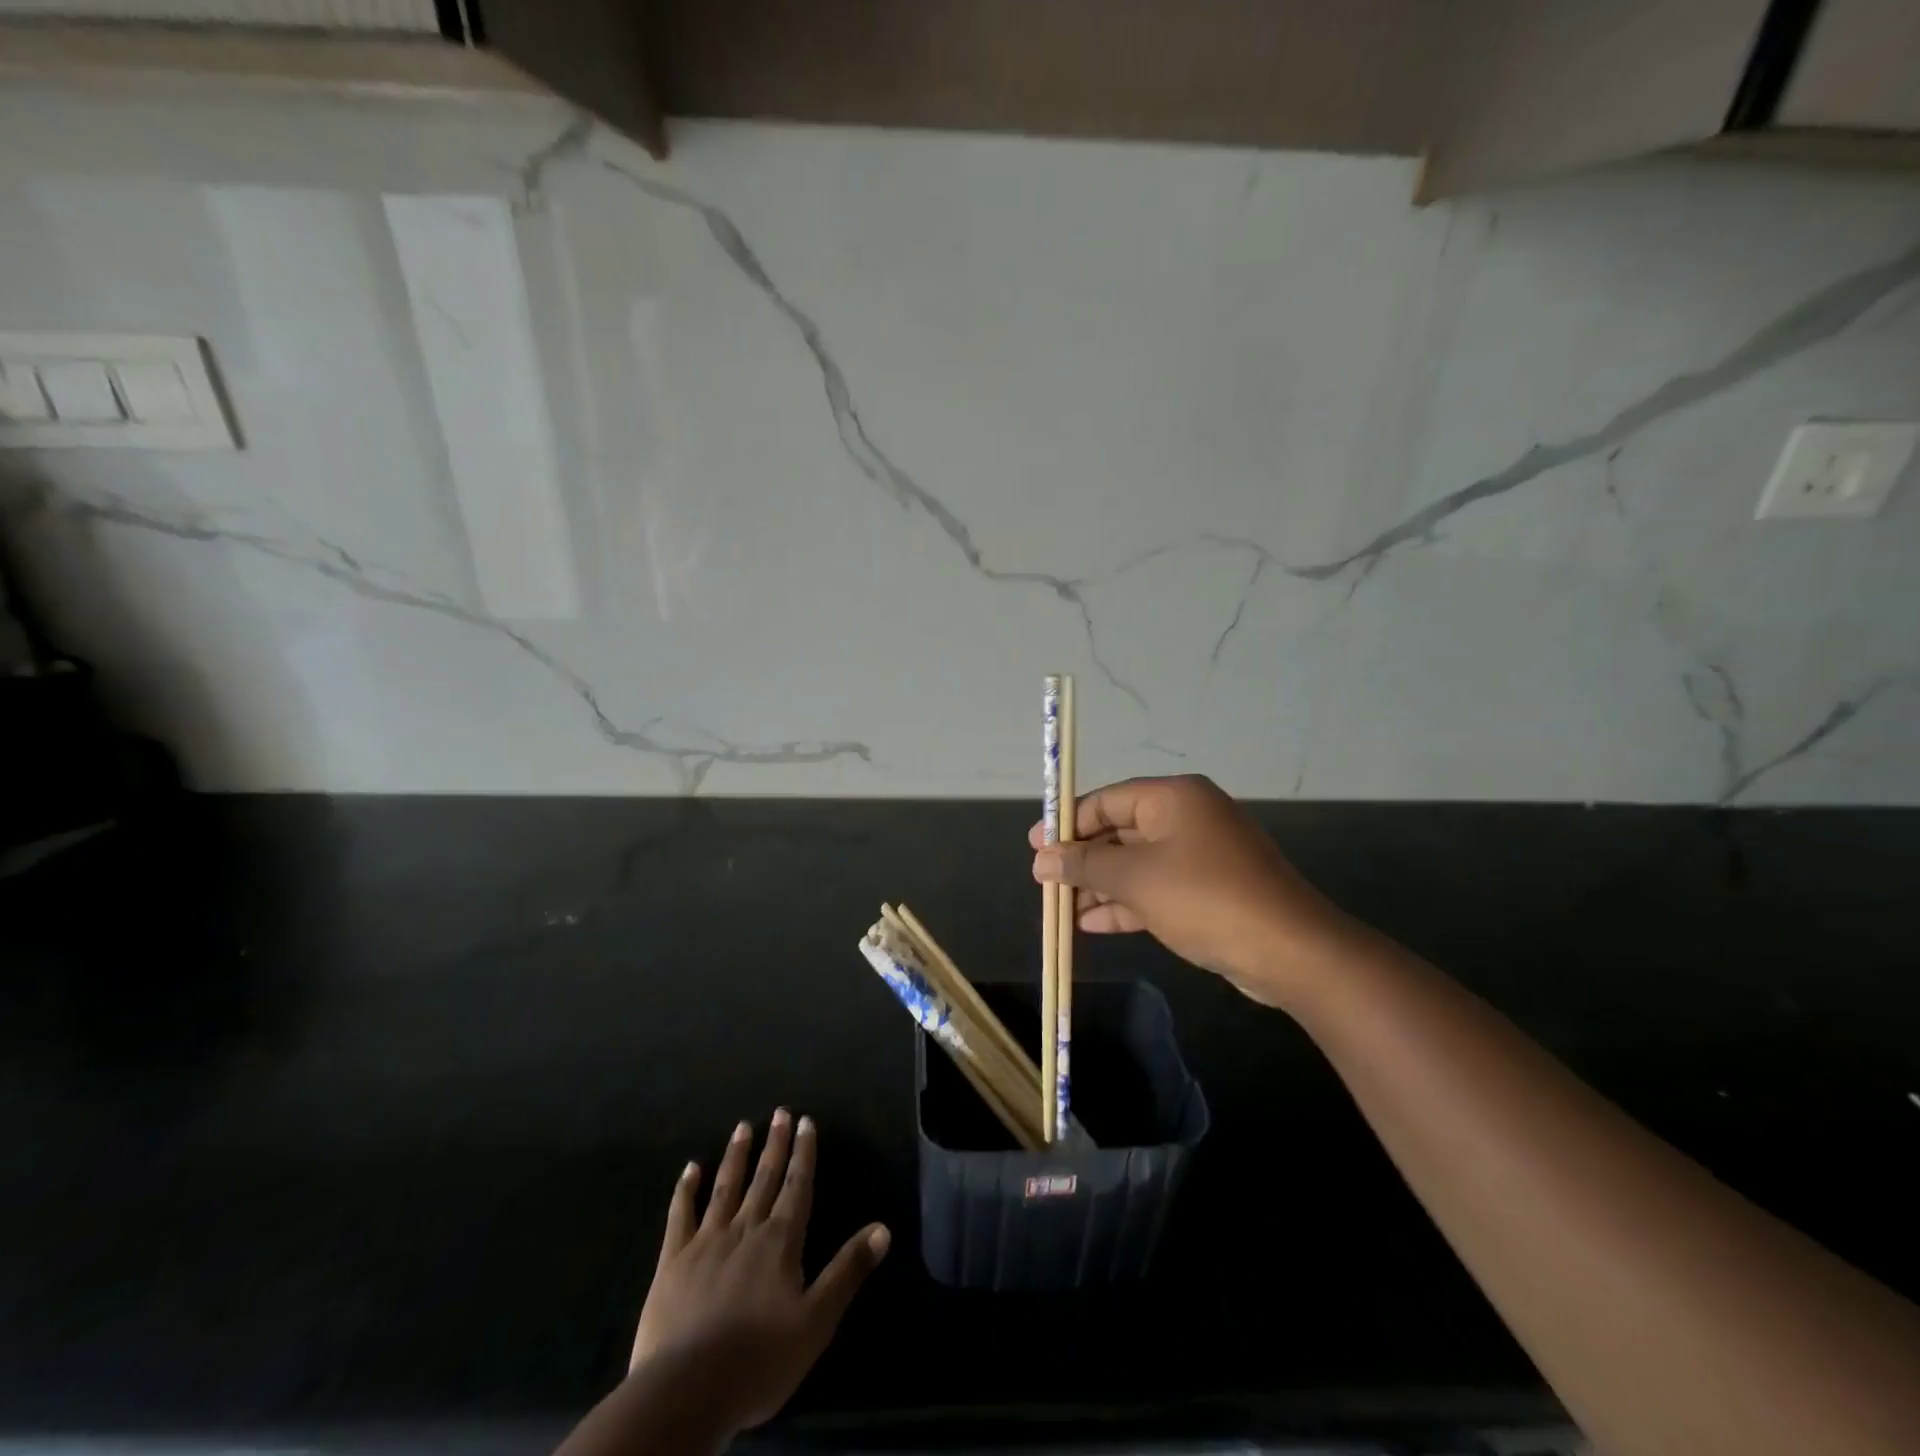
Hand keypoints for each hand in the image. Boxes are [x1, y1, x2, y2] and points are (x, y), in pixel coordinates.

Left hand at [631, 1110, 888, 1432]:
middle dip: (775, 1144)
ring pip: (725, 1188)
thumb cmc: (759, 1359)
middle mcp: (745, 1229)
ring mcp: (706, 1241)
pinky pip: (680, 1216)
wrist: (686, 1390)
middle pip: (764, 1178)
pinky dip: (685, 1190)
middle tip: (780, 1111)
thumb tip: (884, 1228)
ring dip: (736, 1156)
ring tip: (742, 1126)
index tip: (806, 1121)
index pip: (797, 1186)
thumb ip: (848, 1270)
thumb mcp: (816, 1321)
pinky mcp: (673, 1261)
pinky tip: (690, 1168)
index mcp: (780, 1241)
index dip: (804, 1154)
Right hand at [1030, 774, 1353, 1005]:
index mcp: (1173, 798)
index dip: (1067, 823)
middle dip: (1082, 860)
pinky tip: (1093, 924)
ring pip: (1136, 864)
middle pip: (1119, 831)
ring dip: (1100, 886)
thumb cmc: (1205, 898)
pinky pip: (1156, 888)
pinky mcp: (1209, 890)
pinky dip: (1126, 903)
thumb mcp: (1136, 878)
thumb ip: (1086, 865)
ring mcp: (1201, 855)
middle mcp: (1187, 818)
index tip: (1036, 847)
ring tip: (1061, 909)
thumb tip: (1043, 859)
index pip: (1106, 800)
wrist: (1290, 951)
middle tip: (1045, 882)